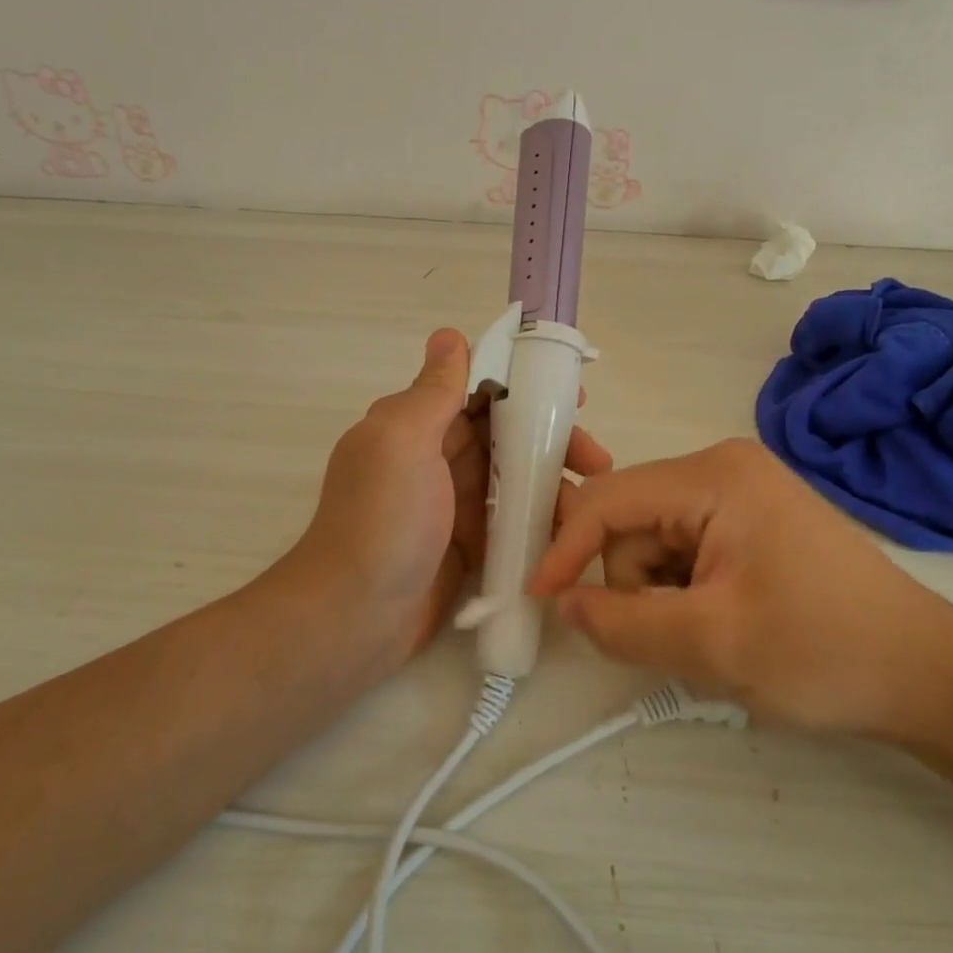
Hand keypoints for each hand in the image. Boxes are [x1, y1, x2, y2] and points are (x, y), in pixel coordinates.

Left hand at [287, 329, 610, 672]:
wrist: (356, 617)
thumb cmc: (382, 521)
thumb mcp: (402, 443)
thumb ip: (432, 392)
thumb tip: (450, 335)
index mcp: (415, 423)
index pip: (477, 387)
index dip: (524, 383)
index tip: (570, 392)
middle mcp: (434, 455)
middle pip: (504, 431)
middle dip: (550, 435)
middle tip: (596, 455)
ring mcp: (452, 501)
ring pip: (513, 474)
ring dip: (552, 477)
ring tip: (594, 494)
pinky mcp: (467, 541)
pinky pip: (511, 517)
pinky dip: (540, 515)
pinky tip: (573, 524)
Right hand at [529, 438, 952, 736]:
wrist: (925, 674)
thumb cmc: (823, 650)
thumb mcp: (713, 645)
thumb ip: (624, 624)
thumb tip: (566, 604)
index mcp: (713, 477)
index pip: (609, 500)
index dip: (565, 547)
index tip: (540, 599)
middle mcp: (721, 470)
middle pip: (631, 523)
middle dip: (633, 584)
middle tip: (673, 638)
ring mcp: (739, 495)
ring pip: (655, 544)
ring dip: (660, 596)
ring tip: (709, 637)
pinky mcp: (750, 524)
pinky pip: (684, 553)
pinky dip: (683, 594)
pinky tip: (723, 625)